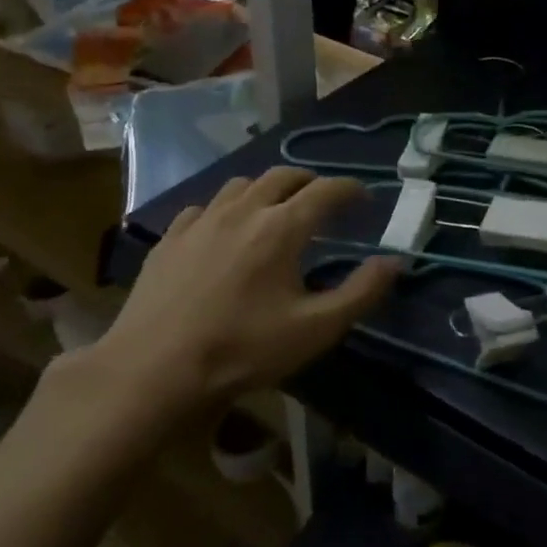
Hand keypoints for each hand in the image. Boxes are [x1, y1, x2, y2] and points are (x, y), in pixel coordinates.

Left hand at [84, 167, 398, 428]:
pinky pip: (205, 207)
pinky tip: (224, 230)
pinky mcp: (170, 239)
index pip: (326, 190)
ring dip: (267, 188)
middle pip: (283, 175)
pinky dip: (226, 209)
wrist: (151, 370)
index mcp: (282, 227)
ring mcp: (201, 220)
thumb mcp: (314, 329)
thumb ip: (361, 292)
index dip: (350, 189)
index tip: (364, 198)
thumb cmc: (242, 349)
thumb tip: (394, 261)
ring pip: (242, 184)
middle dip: (310, 181)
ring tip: (276, 208)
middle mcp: (243, 210)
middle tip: (324, 200)